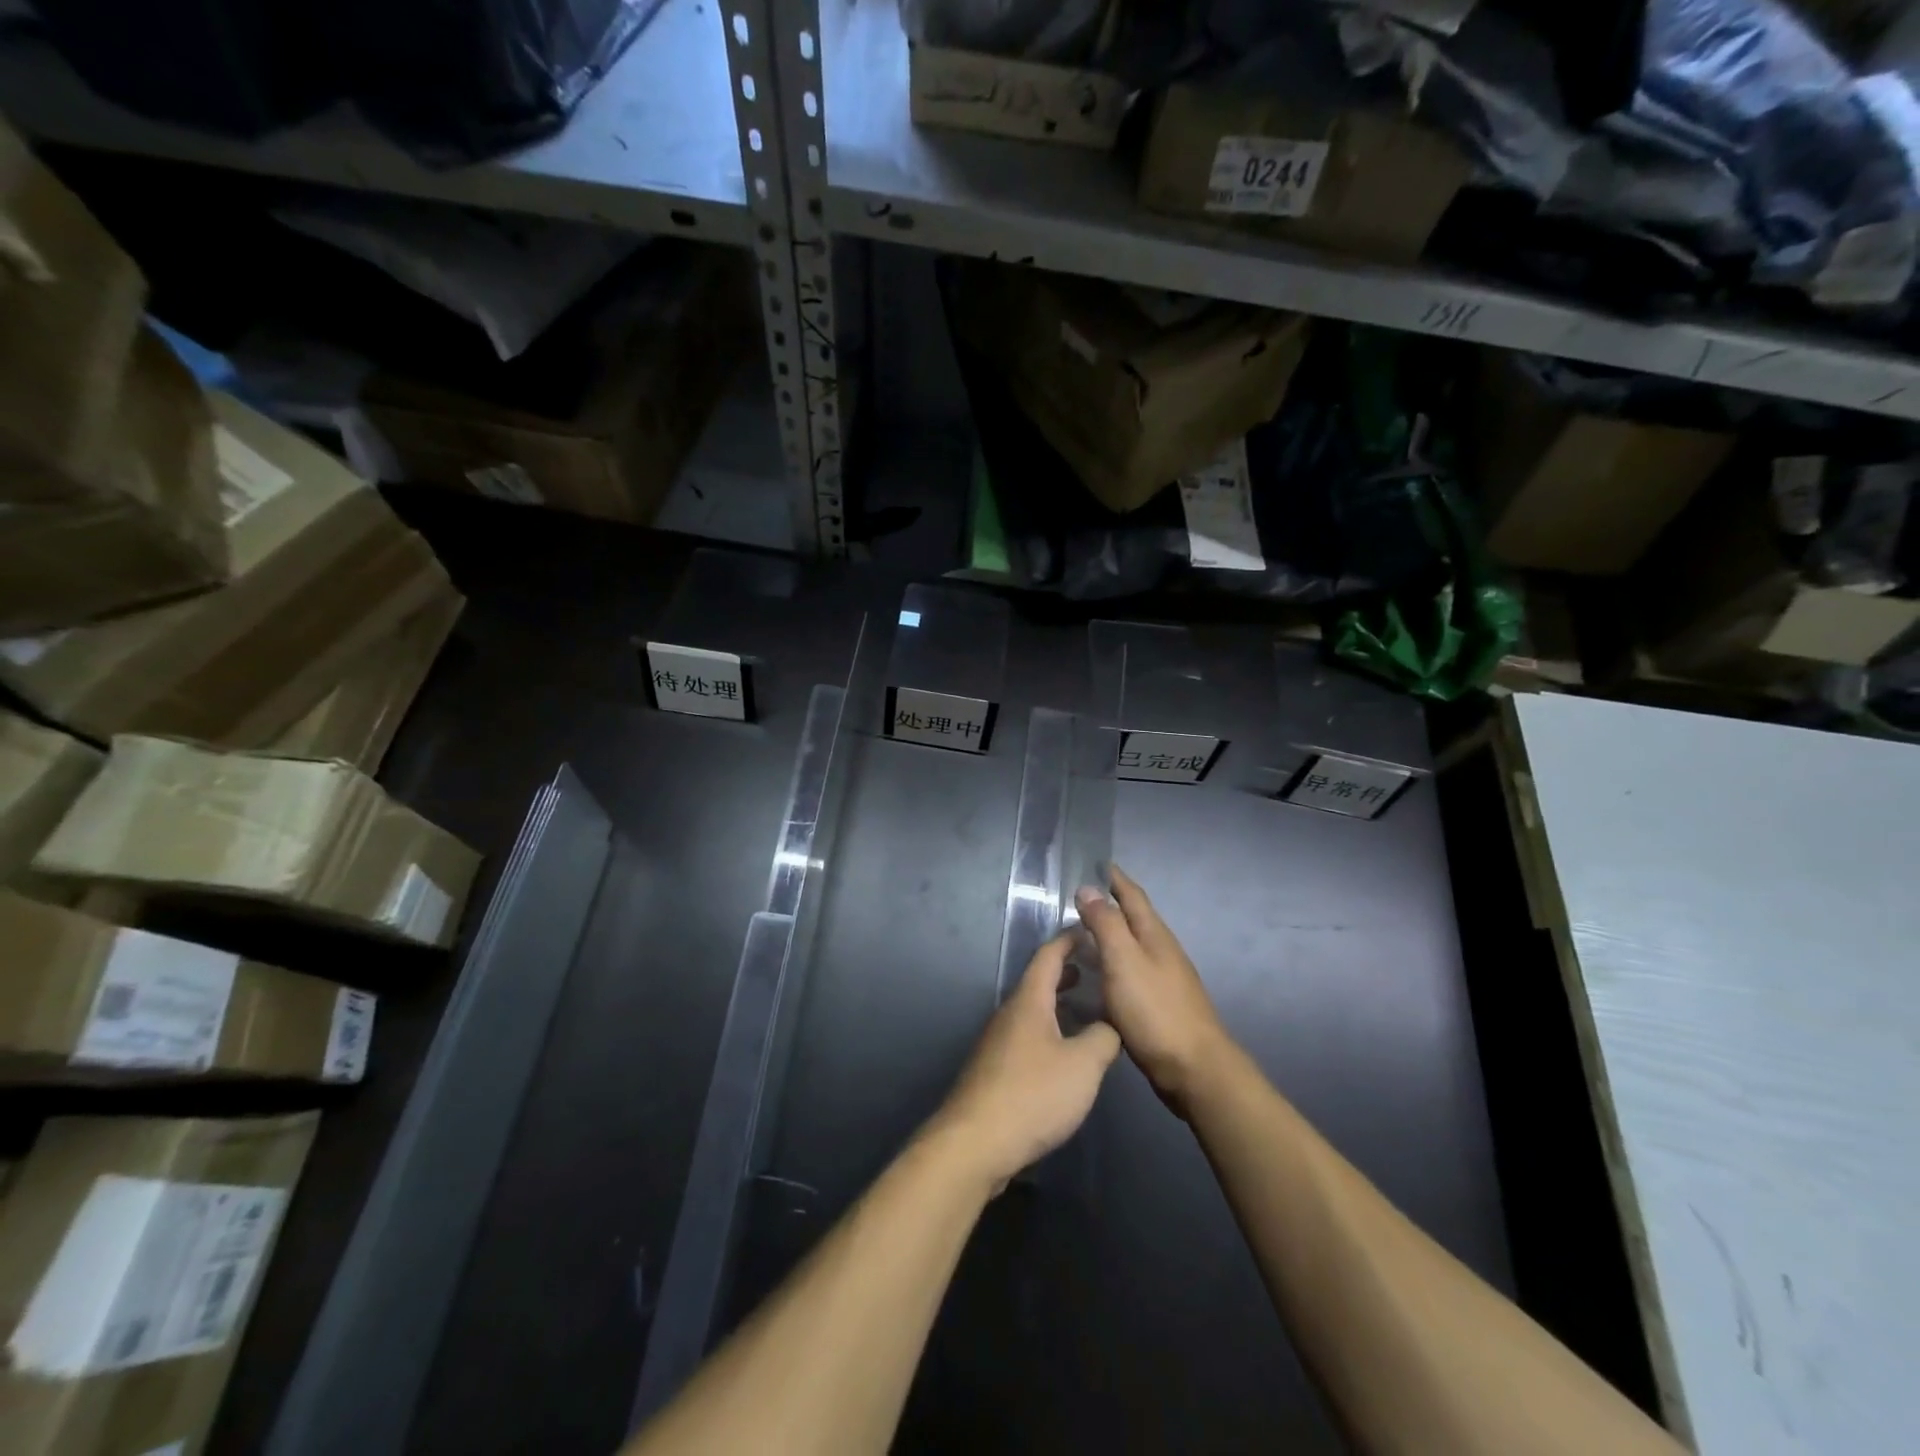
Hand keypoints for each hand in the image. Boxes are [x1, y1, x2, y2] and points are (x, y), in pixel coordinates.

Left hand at [934, 934, 1120, 1188]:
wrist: (976, 1142)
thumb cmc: (1033, 1094)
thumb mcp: (1083, 1065)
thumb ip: (1104, 1038)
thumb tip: (1110, 1025)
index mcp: (1028, 1001)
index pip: (1048, 956)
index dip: (1069, 940)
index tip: (1089, 929)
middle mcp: (1008, 1014)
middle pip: (1037, 982)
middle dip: (1065, 972)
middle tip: (1093, 969)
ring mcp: (997, 1042)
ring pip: (1031, 1011)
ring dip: (1057, 1003)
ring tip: (1084, 1009)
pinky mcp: (994, 1070)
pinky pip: (1026, 1036)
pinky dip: (1048, 1029)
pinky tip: (1063, 1054)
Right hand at [1074, 864, 1230, 1115]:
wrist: (1194, 1069)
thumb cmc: (1155, 1010)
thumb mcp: (1124, 961)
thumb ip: (1106, 924)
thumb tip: (1088, 888)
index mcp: (1154, 935)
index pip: (1133, 896)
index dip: (1115, 879)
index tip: (1097, 864)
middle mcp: (1162, 951)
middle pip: (1134, 919)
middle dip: (1110, 905)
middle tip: (1078, 900)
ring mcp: (1164, 979)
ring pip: (1132, 946)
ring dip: (1110, 936)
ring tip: (1080, 936)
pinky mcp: (1159, 1005)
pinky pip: (1130, 972)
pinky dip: (1112, 965)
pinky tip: (1097, 978)